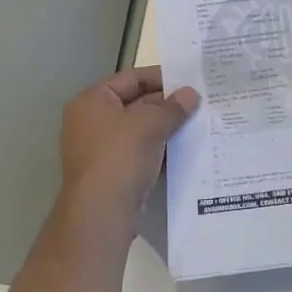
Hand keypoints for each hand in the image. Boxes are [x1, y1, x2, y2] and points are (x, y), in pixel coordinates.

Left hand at [59, 66, 199, 214]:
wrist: (102, 214)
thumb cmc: (120, 157)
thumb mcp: (150, 124)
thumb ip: (173, 107)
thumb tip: (191, 94)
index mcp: (92, 102)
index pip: (131, 78)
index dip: (161, 77)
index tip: (189, 81)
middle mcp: (92, 122)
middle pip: (135, 103)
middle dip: (167, 104)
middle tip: (199, 103)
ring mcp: (101, 149)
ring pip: (140, 130)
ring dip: (166, 127)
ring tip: (198, 123)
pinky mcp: (113, 172)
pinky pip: (140, 152)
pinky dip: (160, 149)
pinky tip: (186, 149)